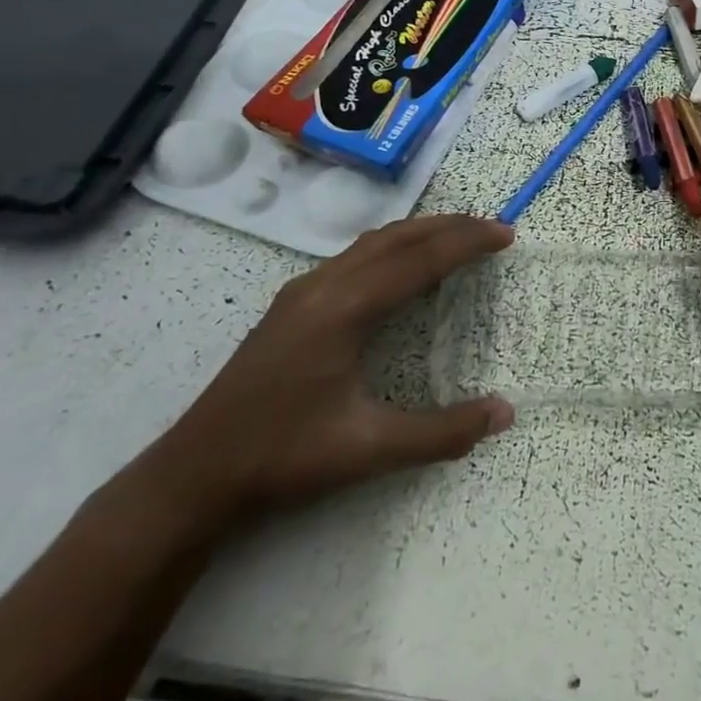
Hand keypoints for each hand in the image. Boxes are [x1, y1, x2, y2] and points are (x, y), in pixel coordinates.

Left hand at [143, 215, 515, 528]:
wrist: (194, 473)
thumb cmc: (283, 456)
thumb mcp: (369, 449)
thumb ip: (442, 431)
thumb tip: (505, 412)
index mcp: (343, 309)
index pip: (418, 261)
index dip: (467, 244)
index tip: (506, 235)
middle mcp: (323, 286)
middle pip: (396, 238)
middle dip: (448, 227)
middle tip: (492, 228)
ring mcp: (302, 292)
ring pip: (372, 244)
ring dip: (419, 234)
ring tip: (457, 238)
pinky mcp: (292, 305)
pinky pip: (354, 257)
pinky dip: (393, 249)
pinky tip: (402, 270)